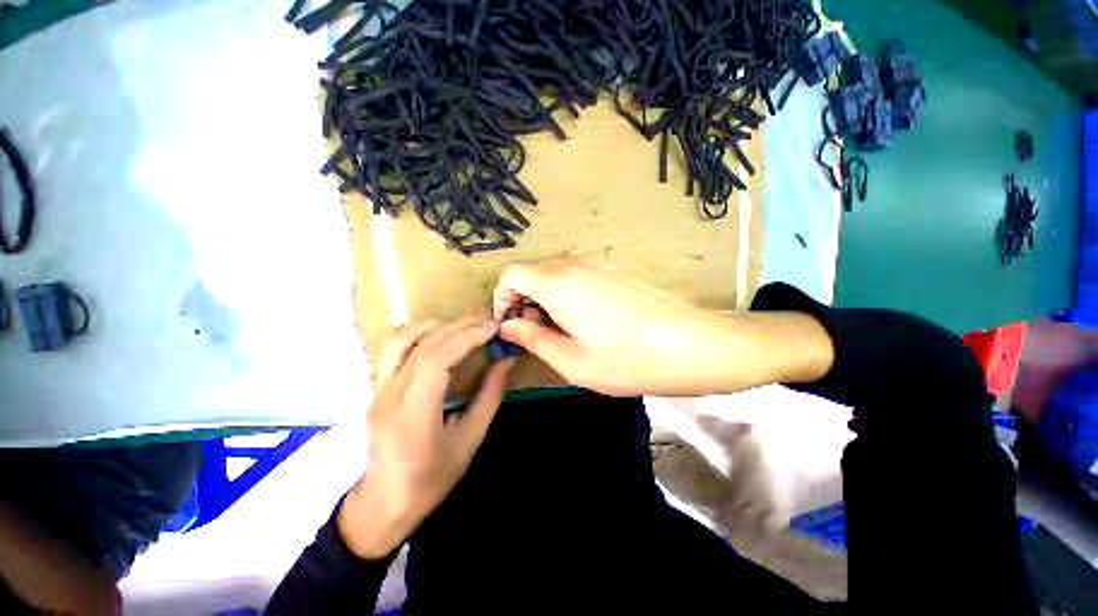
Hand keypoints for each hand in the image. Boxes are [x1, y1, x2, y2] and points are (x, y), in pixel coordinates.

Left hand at [338, 317, 514, 558]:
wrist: (383, 504)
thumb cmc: (431, 479)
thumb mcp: (470, 441)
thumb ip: (489, 396)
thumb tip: (506, 360)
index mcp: (412, 417)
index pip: (436, 360)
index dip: (468, 337)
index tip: (493, 327)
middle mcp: (388, 397)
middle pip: (422, 345)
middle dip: (459, 327)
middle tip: (488, 321)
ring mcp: (376, 390)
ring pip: (399, 339)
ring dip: (435, 325)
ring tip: (464, 325)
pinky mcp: (375, 388)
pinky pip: (392, 348)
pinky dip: (418, 333)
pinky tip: (439, 335)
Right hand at [493, 258, 832, 395]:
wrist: (694, 344)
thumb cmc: (629, 359)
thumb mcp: (573, 361)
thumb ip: (533, 340)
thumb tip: (509, 326)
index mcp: (558, 283)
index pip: (511, 274)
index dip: (502, 299)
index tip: (510, 326)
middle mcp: (574, 263)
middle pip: (531, 271)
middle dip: (523, 300)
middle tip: (535, 334)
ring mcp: (598, 262)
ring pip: (554, 272)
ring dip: (545, 297)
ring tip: (560, 330)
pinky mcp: (615, 268)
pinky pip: (576, 273)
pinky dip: (566, 292)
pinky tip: (585, 318)